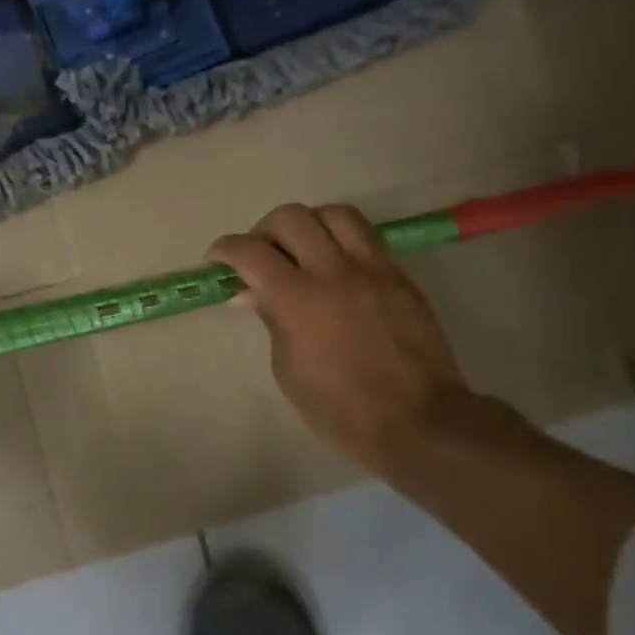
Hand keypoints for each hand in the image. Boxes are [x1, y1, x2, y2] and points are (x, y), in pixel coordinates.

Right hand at [209, 203, 499, 485]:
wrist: (417, 421)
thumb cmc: (340, 409)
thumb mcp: (288, 370)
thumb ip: (272, 320)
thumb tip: (254, 294)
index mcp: (297, 298)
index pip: (250, 251)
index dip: (225, 248)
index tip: (217, 258)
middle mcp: (333, 271)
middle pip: (291, 217)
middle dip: (265, 230)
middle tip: (262, 254)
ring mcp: (372, 268)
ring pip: (335, 214)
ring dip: (310, 224)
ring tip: (304, 248)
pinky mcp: (400, 275)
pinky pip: (367, 237)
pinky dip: (343, 239)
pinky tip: (338, 265)